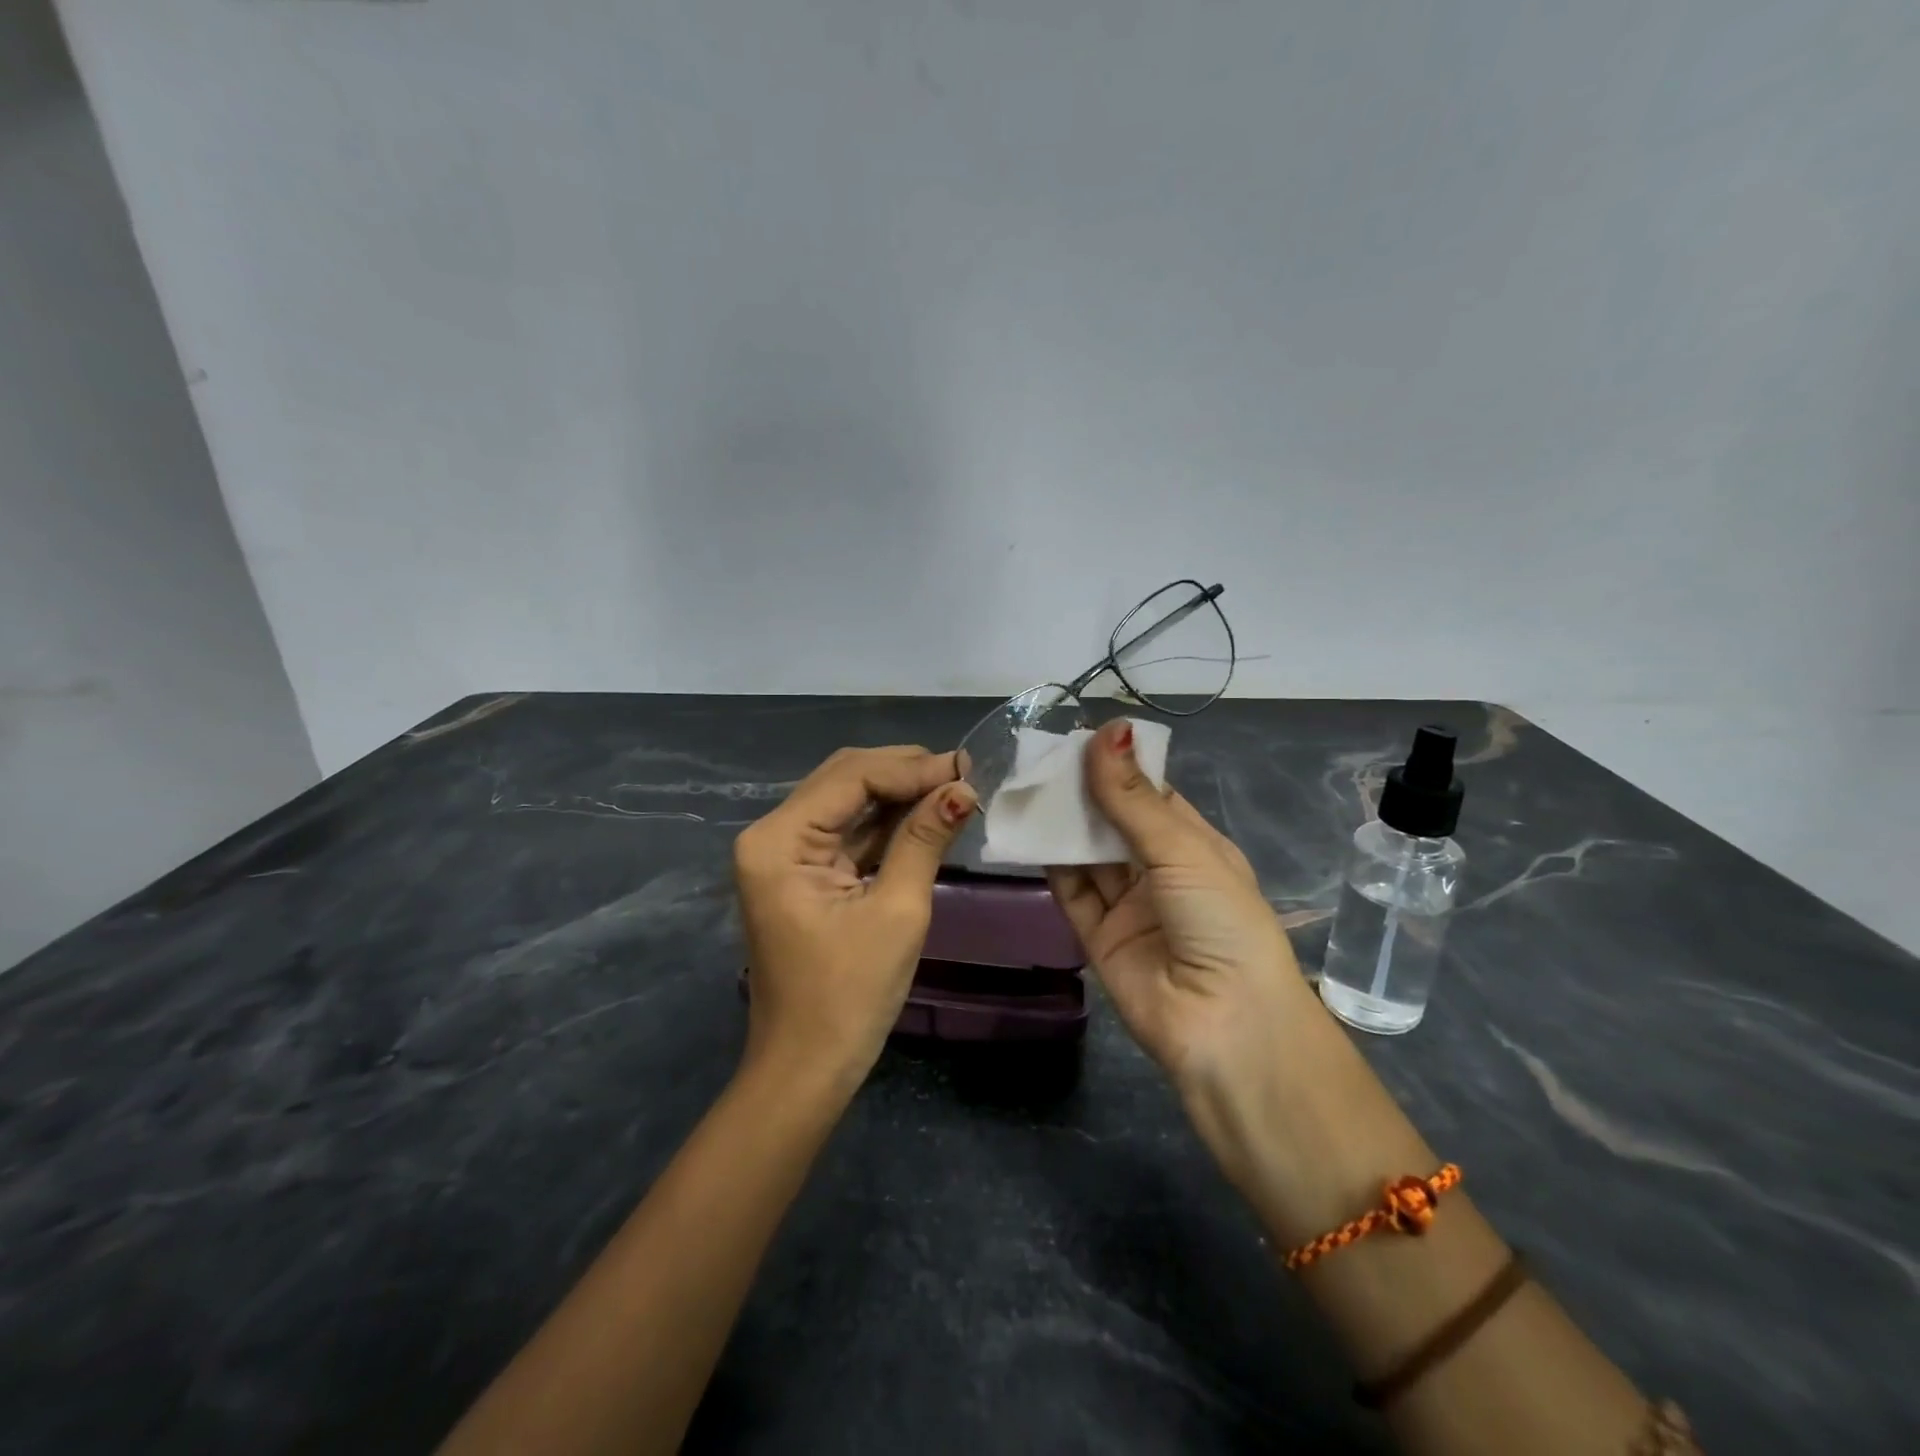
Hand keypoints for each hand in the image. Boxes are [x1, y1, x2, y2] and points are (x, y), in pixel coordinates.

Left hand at [733, 745, 976, 1089]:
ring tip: (954, 787)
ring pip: (848, 801)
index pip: (850, 777)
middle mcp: (772, 835)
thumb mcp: (896, 911)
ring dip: (899, 793)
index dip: (910, 768)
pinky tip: (927, 813)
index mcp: (778, 841)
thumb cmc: (850, 997)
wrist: (807, 1068)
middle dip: (904, 772)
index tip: (965, 768)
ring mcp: (784, 854)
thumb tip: (962, 788)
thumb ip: (924, 839)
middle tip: (963, 774)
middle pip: (844, 779)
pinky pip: (848, 832)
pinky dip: (887, 822)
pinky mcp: (802, 873)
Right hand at [1047, 718, 1321, 1111]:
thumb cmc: (1220, 921)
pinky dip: (1049, 864)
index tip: (1078, 738)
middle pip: (1114, 824)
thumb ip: (1133, 797)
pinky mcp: (1098, 937)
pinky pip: (1071, 892)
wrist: (1225, 1026)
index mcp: (1195, 848)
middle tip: (1041, 758)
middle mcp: (1161, 874)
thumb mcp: (1181, 849)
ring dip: (1062, 825)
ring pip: (1088, 856)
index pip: (1152, 796)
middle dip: (1083, 793)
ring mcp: (1129, 907)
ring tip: (1026, 786)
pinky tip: (1027, 833)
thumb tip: (1108, 729)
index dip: (1118, 767)